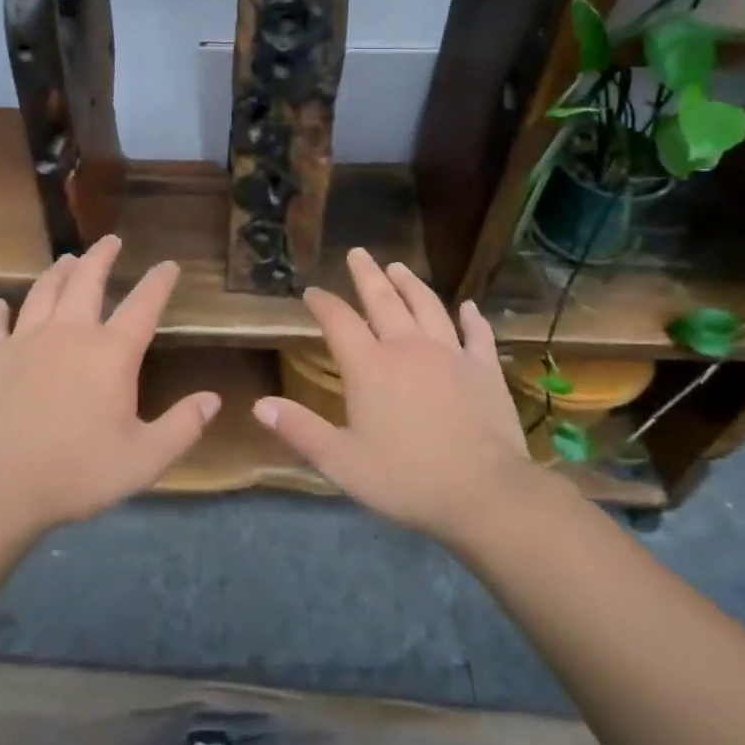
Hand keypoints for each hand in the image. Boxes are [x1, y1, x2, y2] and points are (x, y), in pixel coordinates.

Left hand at [0, 235, 218, 533]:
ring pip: (43, 292)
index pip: (143, 305)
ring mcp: (24, 341)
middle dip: (102, 256)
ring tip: (67, 259)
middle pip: (87, 281)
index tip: (168, 265)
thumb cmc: (76, 472)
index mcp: (111, 353)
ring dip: (58, 272)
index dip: (159, 282)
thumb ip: (183, 427)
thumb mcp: (144, 459)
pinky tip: (1, 305)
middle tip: (111, 240)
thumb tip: (214, 399)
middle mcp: (69, 333)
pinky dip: (0, 311)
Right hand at [253, 249, 561, 541]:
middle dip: (367, 275)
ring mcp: (450, 354)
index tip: (312, 291)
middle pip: (383, 300)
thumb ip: (299, 430)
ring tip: (399, 267)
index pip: (339, 321)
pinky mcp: (484, 369)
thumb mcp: (340, 461)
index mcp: (369, 366)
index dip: (323, 303)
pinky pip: (477, 333)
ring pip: (427, 306)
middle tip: (358, 252)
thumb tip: (259, 404)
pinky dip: (471, 317)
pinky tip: (468, 306)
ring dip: (411, 284)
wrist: (484, 492)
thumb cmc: (405, 478)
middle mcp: (407, 348)